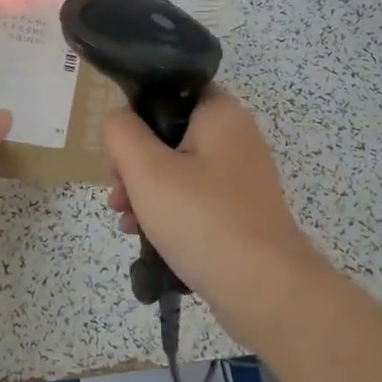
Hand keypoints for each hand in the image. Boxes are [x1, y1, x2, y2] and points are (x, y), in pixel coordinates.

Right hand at [104, 88, 331, 343]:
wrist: (265, 289)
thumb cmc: (202, 219)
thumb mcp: (146, 170)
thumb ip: (121, 133)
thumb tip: (119, 121)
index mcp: (220, 113)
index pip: (169, 92)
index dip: (136, 115)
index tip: (118, 150)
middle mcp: (235, 136)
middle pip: (169, 135)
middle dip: (134, 164)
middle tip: (116, 192)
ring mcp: (241, 176)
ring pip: (178, 170)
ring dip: (145, 192)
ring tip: (125, 221)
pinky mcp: (240, 210)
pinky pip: (195, 199)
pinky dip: (169, 212)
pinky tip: (146, 237)